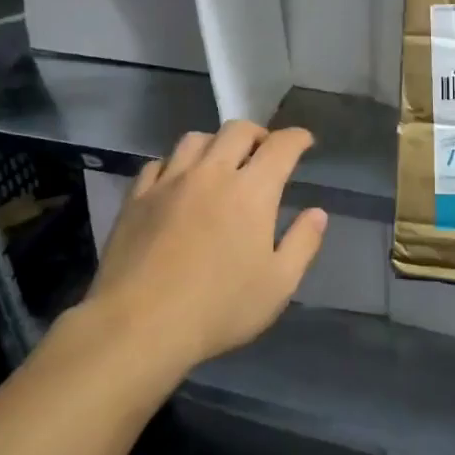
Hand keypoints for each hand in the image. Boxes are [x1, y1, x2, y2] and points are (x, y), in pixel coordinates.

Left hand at [85, 121, 327, 371]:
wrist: (139, 324)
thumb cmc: (219, 308)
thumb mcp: (278, 285)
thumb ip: (302, 243)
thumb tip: (317, 213)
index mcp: (252, 191)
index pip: (281, 146)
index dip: (297, 138)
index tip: (305, 141)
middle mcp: (211, 173)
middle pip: (237, 130)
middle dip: (258, 133)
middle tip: (264, 151)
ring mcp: (169, 182)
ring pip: (195, 138)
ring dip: (216, 143)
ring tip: (221, 162)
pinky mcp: (137, 198)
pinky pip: (158, 163)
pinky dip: (176, 163)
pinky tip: (177, 181)